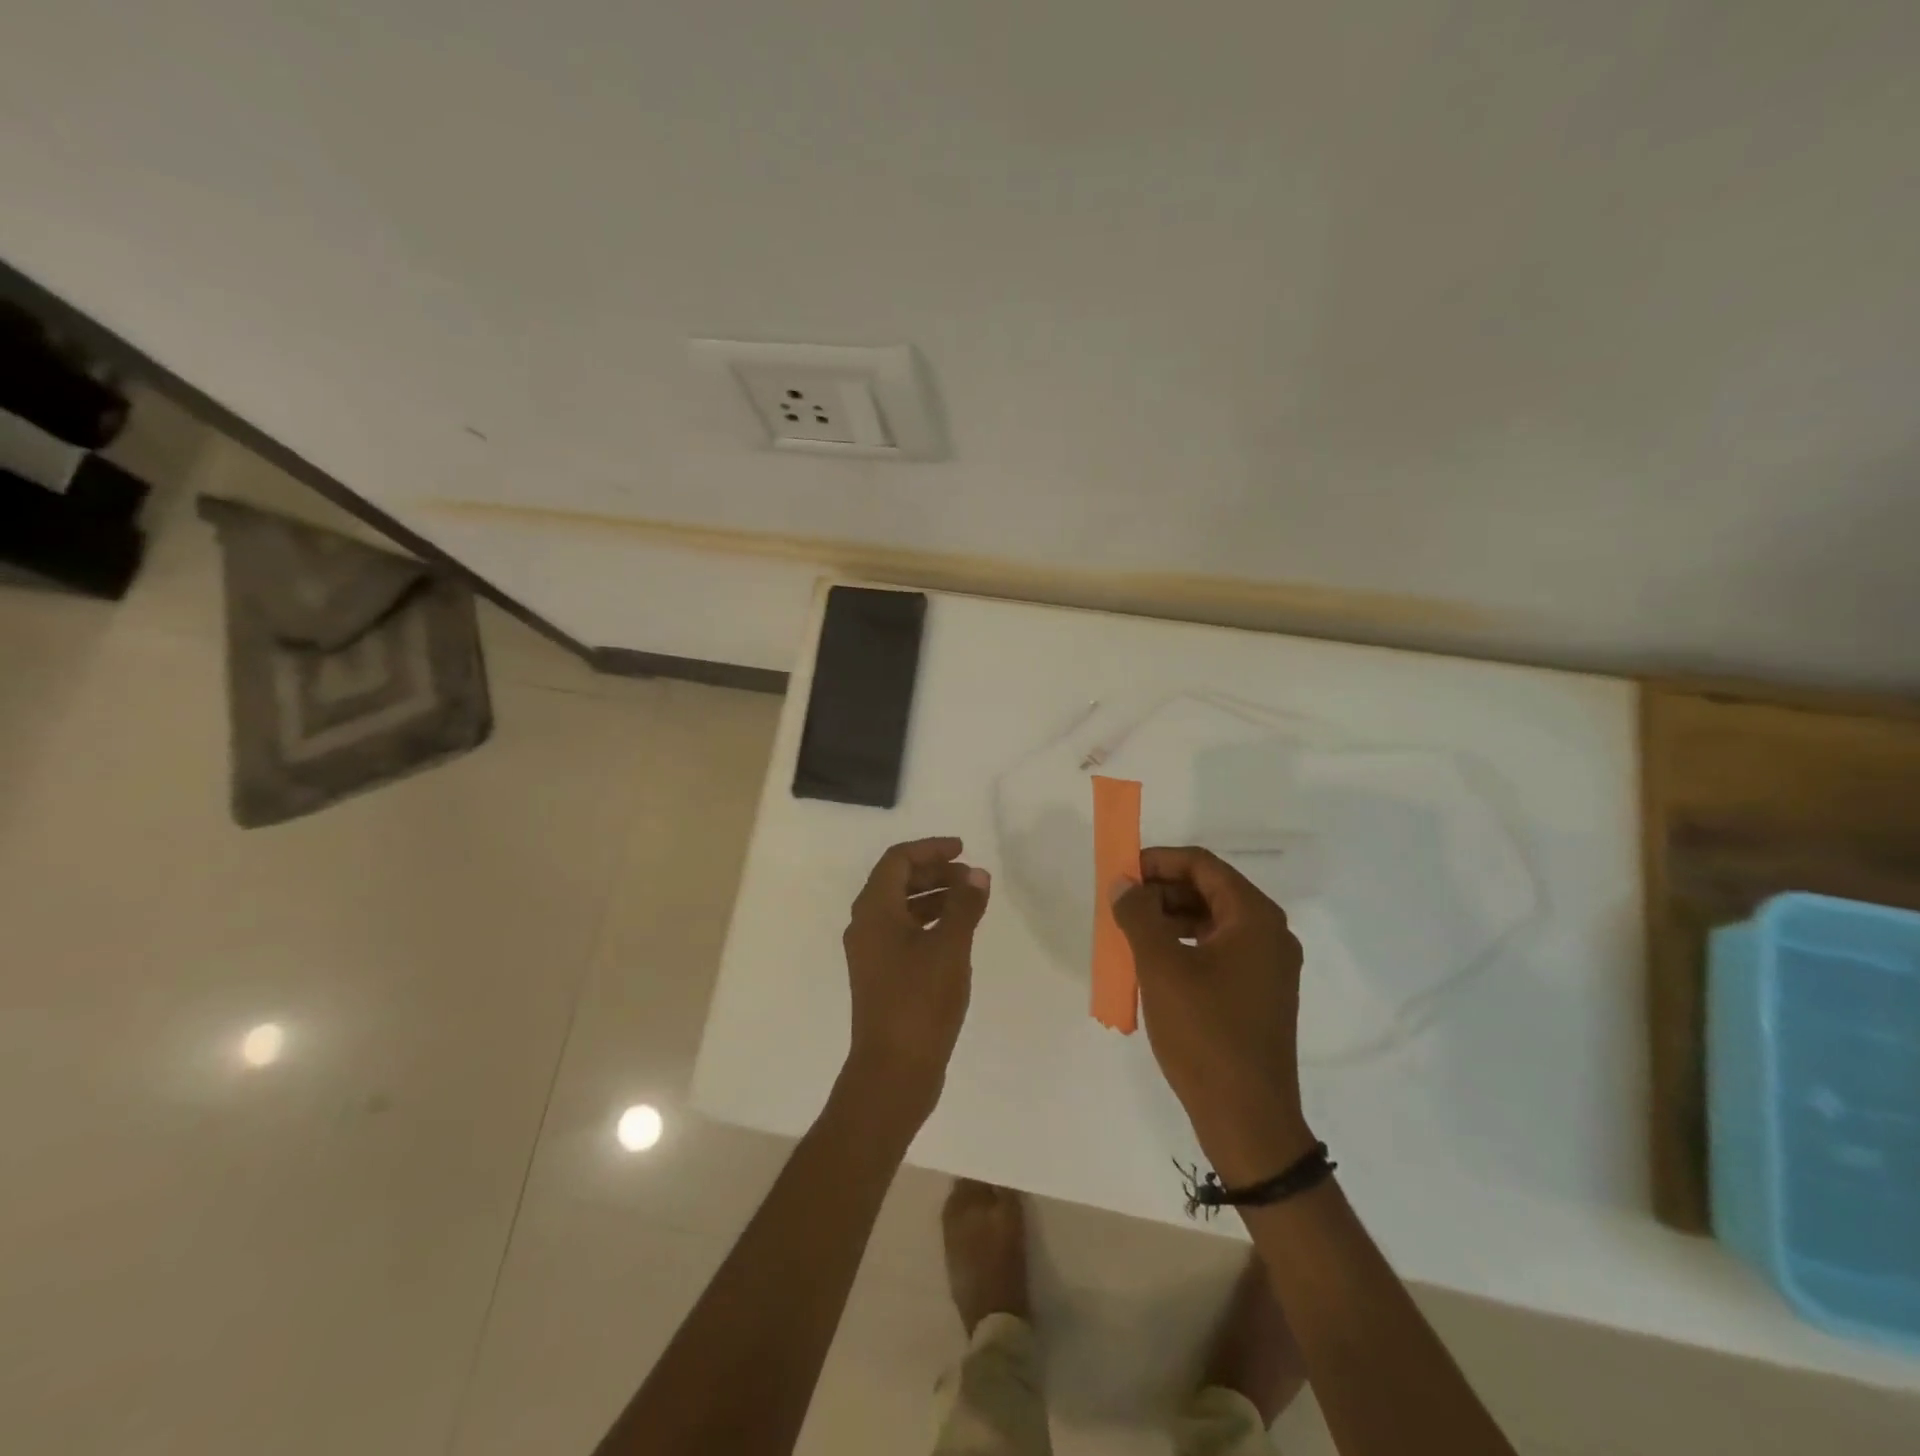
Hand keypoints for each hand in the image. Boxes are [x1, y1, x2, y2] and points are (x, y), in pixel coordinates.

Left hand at [840, 836, 990, 1123]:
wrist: (893, 1071)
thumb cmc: (920, 1001)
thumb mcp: (950, 947)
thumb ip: (964, 905)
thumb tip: (977, 874)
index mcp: (874, 910)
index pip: (898, 860)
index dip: (930, 849)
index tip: (963, 849)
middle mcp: (866, 926)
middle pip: (897, 881)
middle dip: (935, 872)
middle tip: (971, 877)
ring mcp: (871, 953)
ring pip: (902, 909)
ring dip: (934, 897)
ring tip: (971, 902)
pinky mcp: (881, 976)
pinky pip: (904, 933)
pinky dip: (930, 923)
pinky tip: (956, 935)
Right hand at [1109, 847, 1314, 1182]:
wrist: (1248, 1119)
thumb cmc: (1205, 1034)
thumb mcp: (1161, 968)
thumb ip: (1138, 915)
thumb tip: (1123, 884)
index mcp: (1254, 918)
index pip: (1202, 865)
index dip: (1158, 861)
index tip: (1121, 872)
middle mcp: (1269, 933)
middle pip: (1210, 890)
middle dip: (1162, 889)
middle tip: (1121, 903)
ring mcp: (1268, 966)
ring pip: (1212, 921)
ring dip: (1170, 917)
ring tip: (1131, 931)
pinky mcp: (1259, 992)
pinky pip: (1218, 950)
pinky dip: (1185, 944)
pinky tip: (1155, 961)